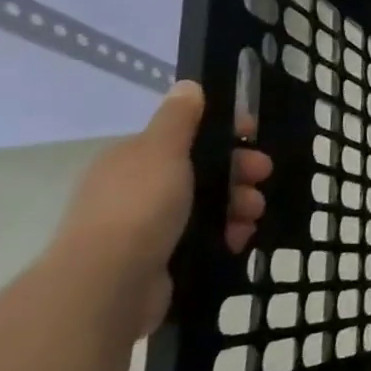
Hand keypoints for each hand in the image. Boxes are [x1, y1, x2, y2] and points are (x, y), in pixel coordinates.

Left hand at [50, 81, 272, 334]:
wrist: (108, 285)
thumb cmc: (139, 206)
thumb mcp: (163, 150)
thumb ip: (179, 118)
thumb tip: (187, 85)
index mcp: (133, 159)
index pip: (185, 136)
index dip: (222, 133)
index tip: (253, 137)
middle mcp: (136, 190)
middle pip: (201, 171)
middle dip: (237, 173)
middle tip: (261, 179)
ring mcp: (145, 228)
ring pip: (206, 206)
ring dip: (237, 206)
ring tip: (252, 218)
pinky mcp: (159, 261)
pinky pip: (202, 239)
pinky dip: (224, 236)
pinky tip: (237, 240)